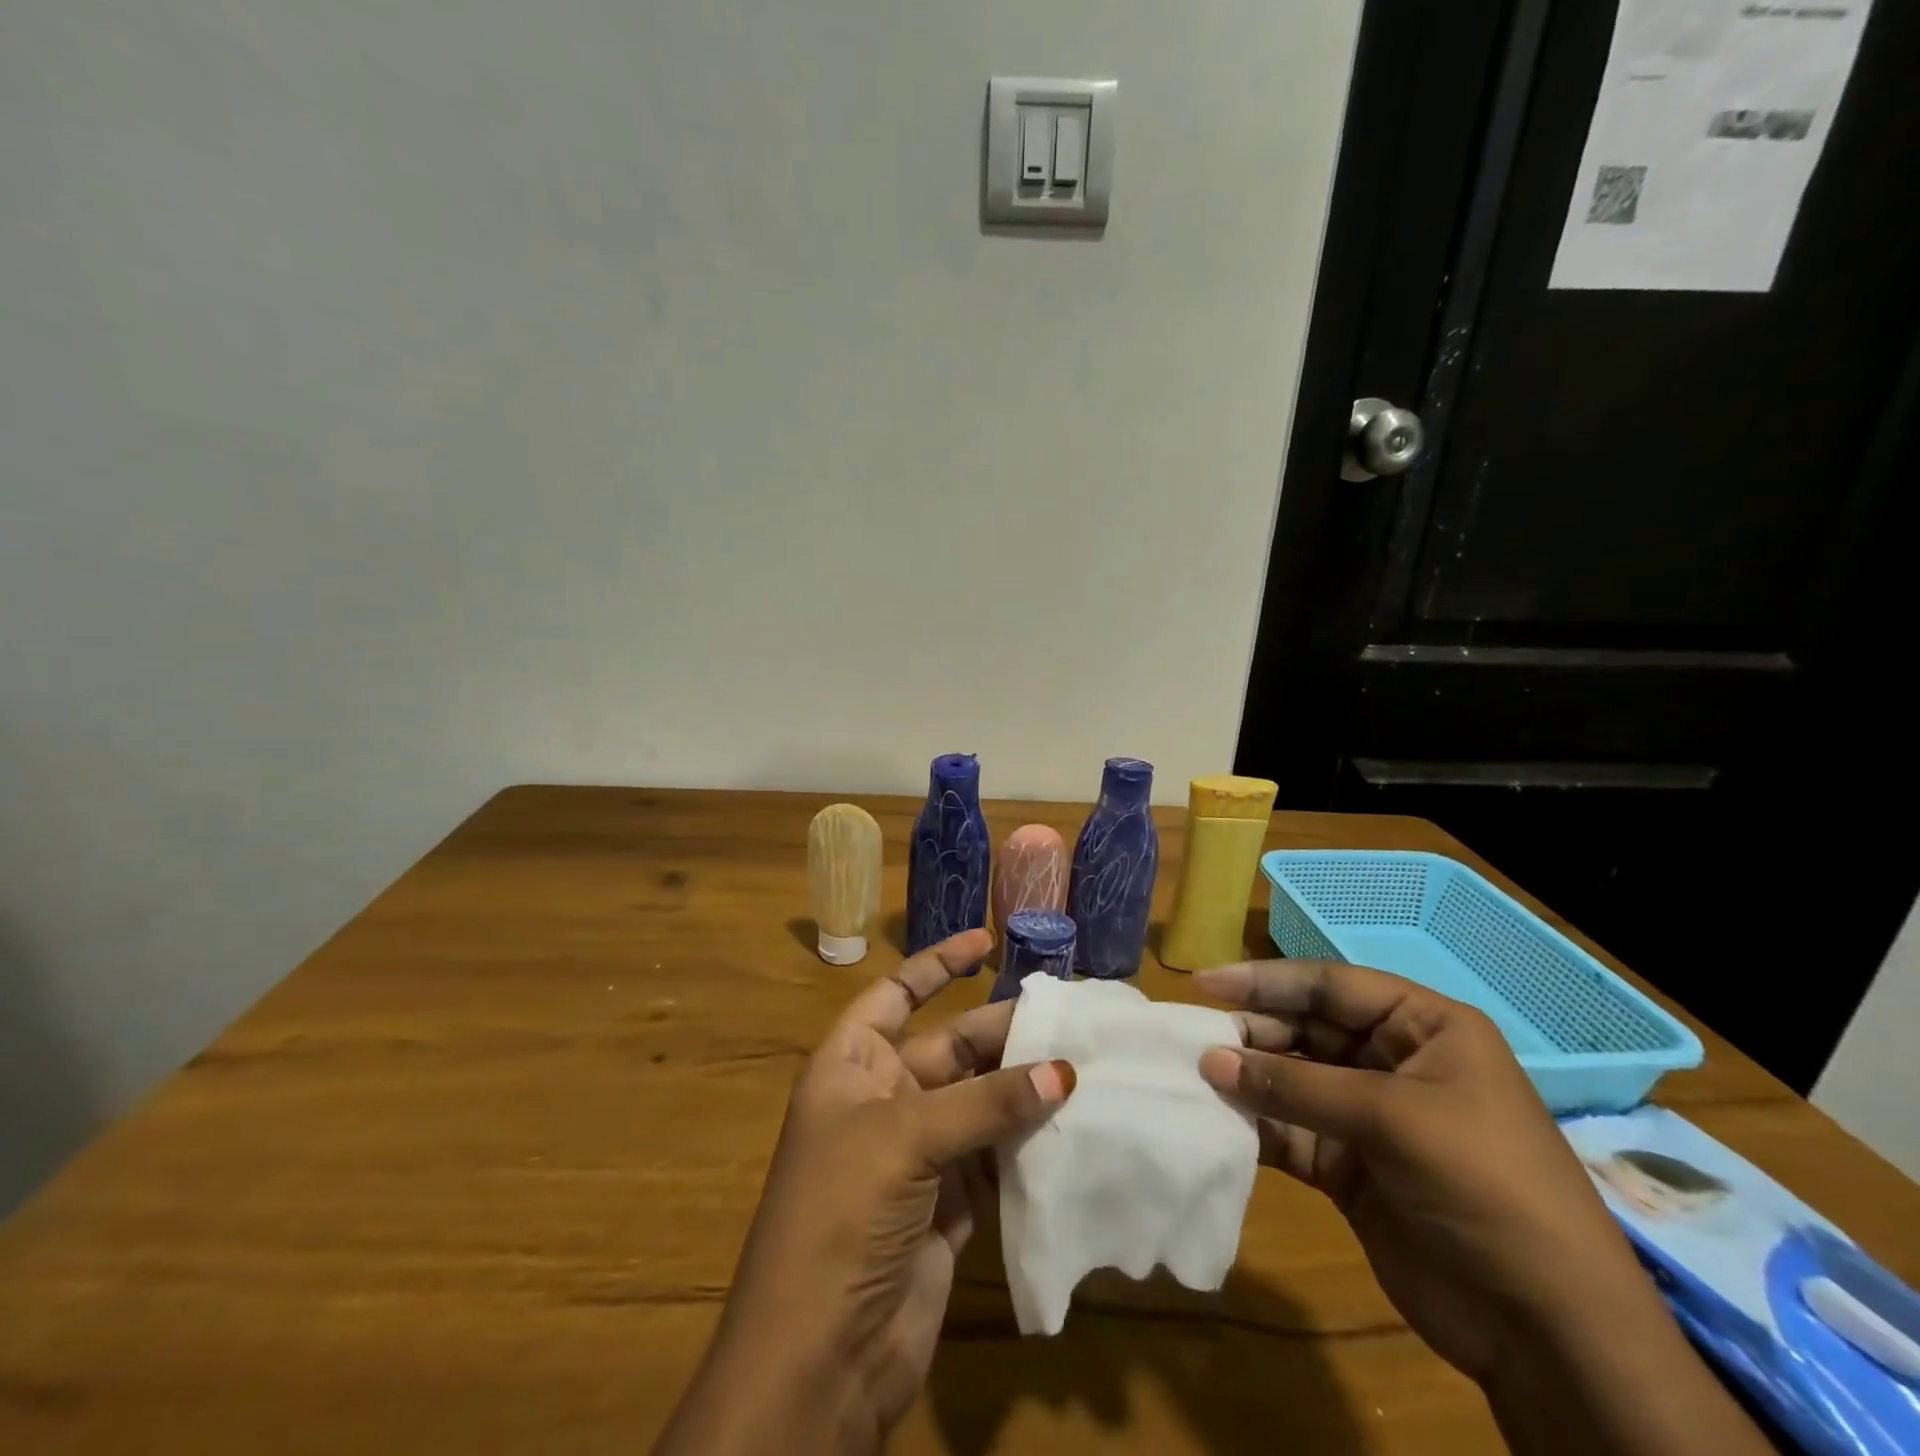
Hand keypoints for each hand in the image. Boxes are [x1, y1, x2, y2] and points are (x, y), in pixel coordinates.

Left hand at [652, 929, 1074, 1455]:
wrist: (819, 1359)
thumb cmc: (841, 1214)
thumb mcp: (905, 1139)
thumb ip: (986, 1103)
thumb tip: (1064, 1069)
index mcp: (852, 1066)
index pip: (895, 995)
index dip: (937, 965)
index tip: (987, 941)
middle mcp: (884, 1100)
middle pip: (951, 1048)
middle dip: (1001, 1032)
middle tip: (1065, 1019)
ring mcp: (918, 1155)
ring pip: (980, 1102)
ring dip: (1023, 1087)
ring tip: (1082, 1063)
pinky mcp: (949, 1205)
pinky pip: (995, 1156)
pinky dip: (1028, 1142)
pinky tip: (1070, 1125)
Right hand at [1193, 958, 1654, 1378]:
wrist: (1547, 1330)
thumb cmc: (1484, 1186)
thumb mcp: (1393, 1120)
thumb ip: (1296, 1087)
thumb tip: (1210, 1059)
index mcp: (1423, 1028)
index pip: (1330, 986)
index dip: (1266, 980)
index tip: (1204, 983)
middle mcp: (1393, 1062)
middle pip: (1305, 1029)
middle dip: (1252, 1032)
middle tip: (1194, 1038)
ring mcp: (1369, 1116)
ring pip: (1292, 1079)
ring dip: (1248, 1079)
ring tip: (1197, 1076)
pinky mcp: (1349, 1165)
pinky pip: (1291, 1130)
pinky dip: (1256, 1125)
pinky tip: (1219, 1121)